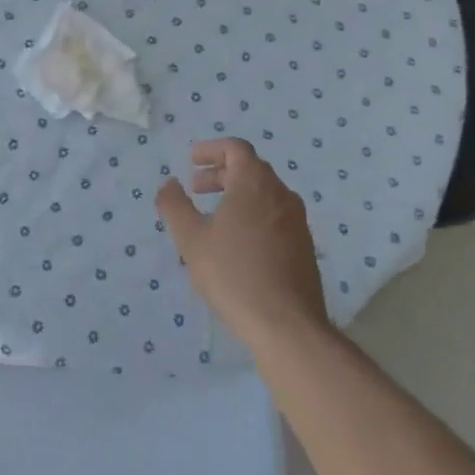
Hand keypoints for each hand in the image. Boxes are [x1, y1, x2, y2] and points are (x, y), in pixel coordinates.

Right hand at [156, 139, 329, 356]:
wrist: (287, 326)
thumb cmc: (234, 274)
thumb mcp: (191, 239)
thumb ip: (174, 205)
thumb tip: (170, 183)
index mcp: (255, 183)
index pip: (235, 148)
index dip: (211, 150)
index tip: (191, 161)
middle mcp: (281, 194)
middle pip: (251, 169)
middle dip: (221, 173)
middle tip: (197, 189)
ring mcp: (297, 221)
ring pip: (264, 193)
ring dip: (237, 195)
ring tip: (214, 217)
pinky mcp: (304, 246)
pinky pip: (275, 215)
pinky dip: (253, 214)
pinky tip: (238, 243)